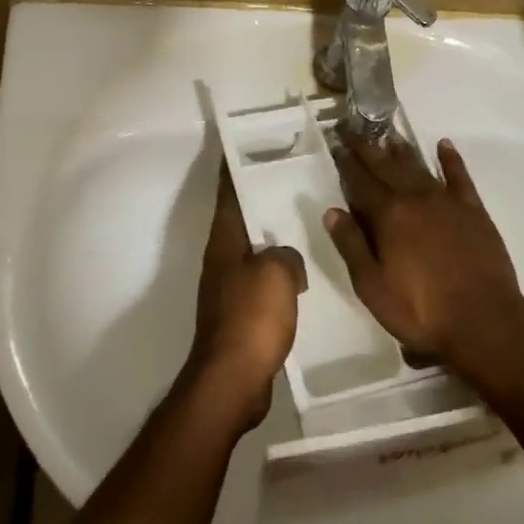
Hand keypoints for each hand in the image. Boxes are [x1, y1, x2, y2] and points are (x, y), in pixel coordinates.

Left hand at [187, 163, 305, 428]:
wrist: (234, 378)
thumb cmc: (252, 317)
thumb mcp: (277, 273)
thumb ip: (285, 253)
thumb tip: (285, 259)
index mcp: (224, 242)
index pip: (229, 194)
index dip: (234, 168)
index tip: (243, 146)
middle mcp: (221, 260)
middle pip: (239, 220)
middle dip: (259, 199)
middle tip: (290, 179)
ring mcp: (228, 288)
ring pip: (252, 250)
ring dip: (271, 237)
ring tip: (302, 222)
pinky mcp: (239, 314)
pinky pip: (261, 280)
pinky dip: (278, 271)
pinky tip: (301, 273)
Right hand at [324, 134, 523, 387]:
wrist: (484, 323)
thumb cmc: (420, 310)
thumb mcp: (372, 286)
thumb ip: (351, 245)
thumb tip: (332, 211)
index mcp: (389, 216)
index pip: (361, 182)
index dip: (347, 163)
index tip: (337, 143)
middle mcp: (416, 199)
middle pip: (387, 167)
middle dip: (368, 148)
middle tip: (354, 129)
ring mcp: (448, 203)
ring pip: (419, 168)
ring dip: (402, 151)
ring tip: (388, 135)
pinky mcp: (474, 211)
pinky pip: (460, 177)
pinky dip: (451, 160)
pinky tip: (444, 146)